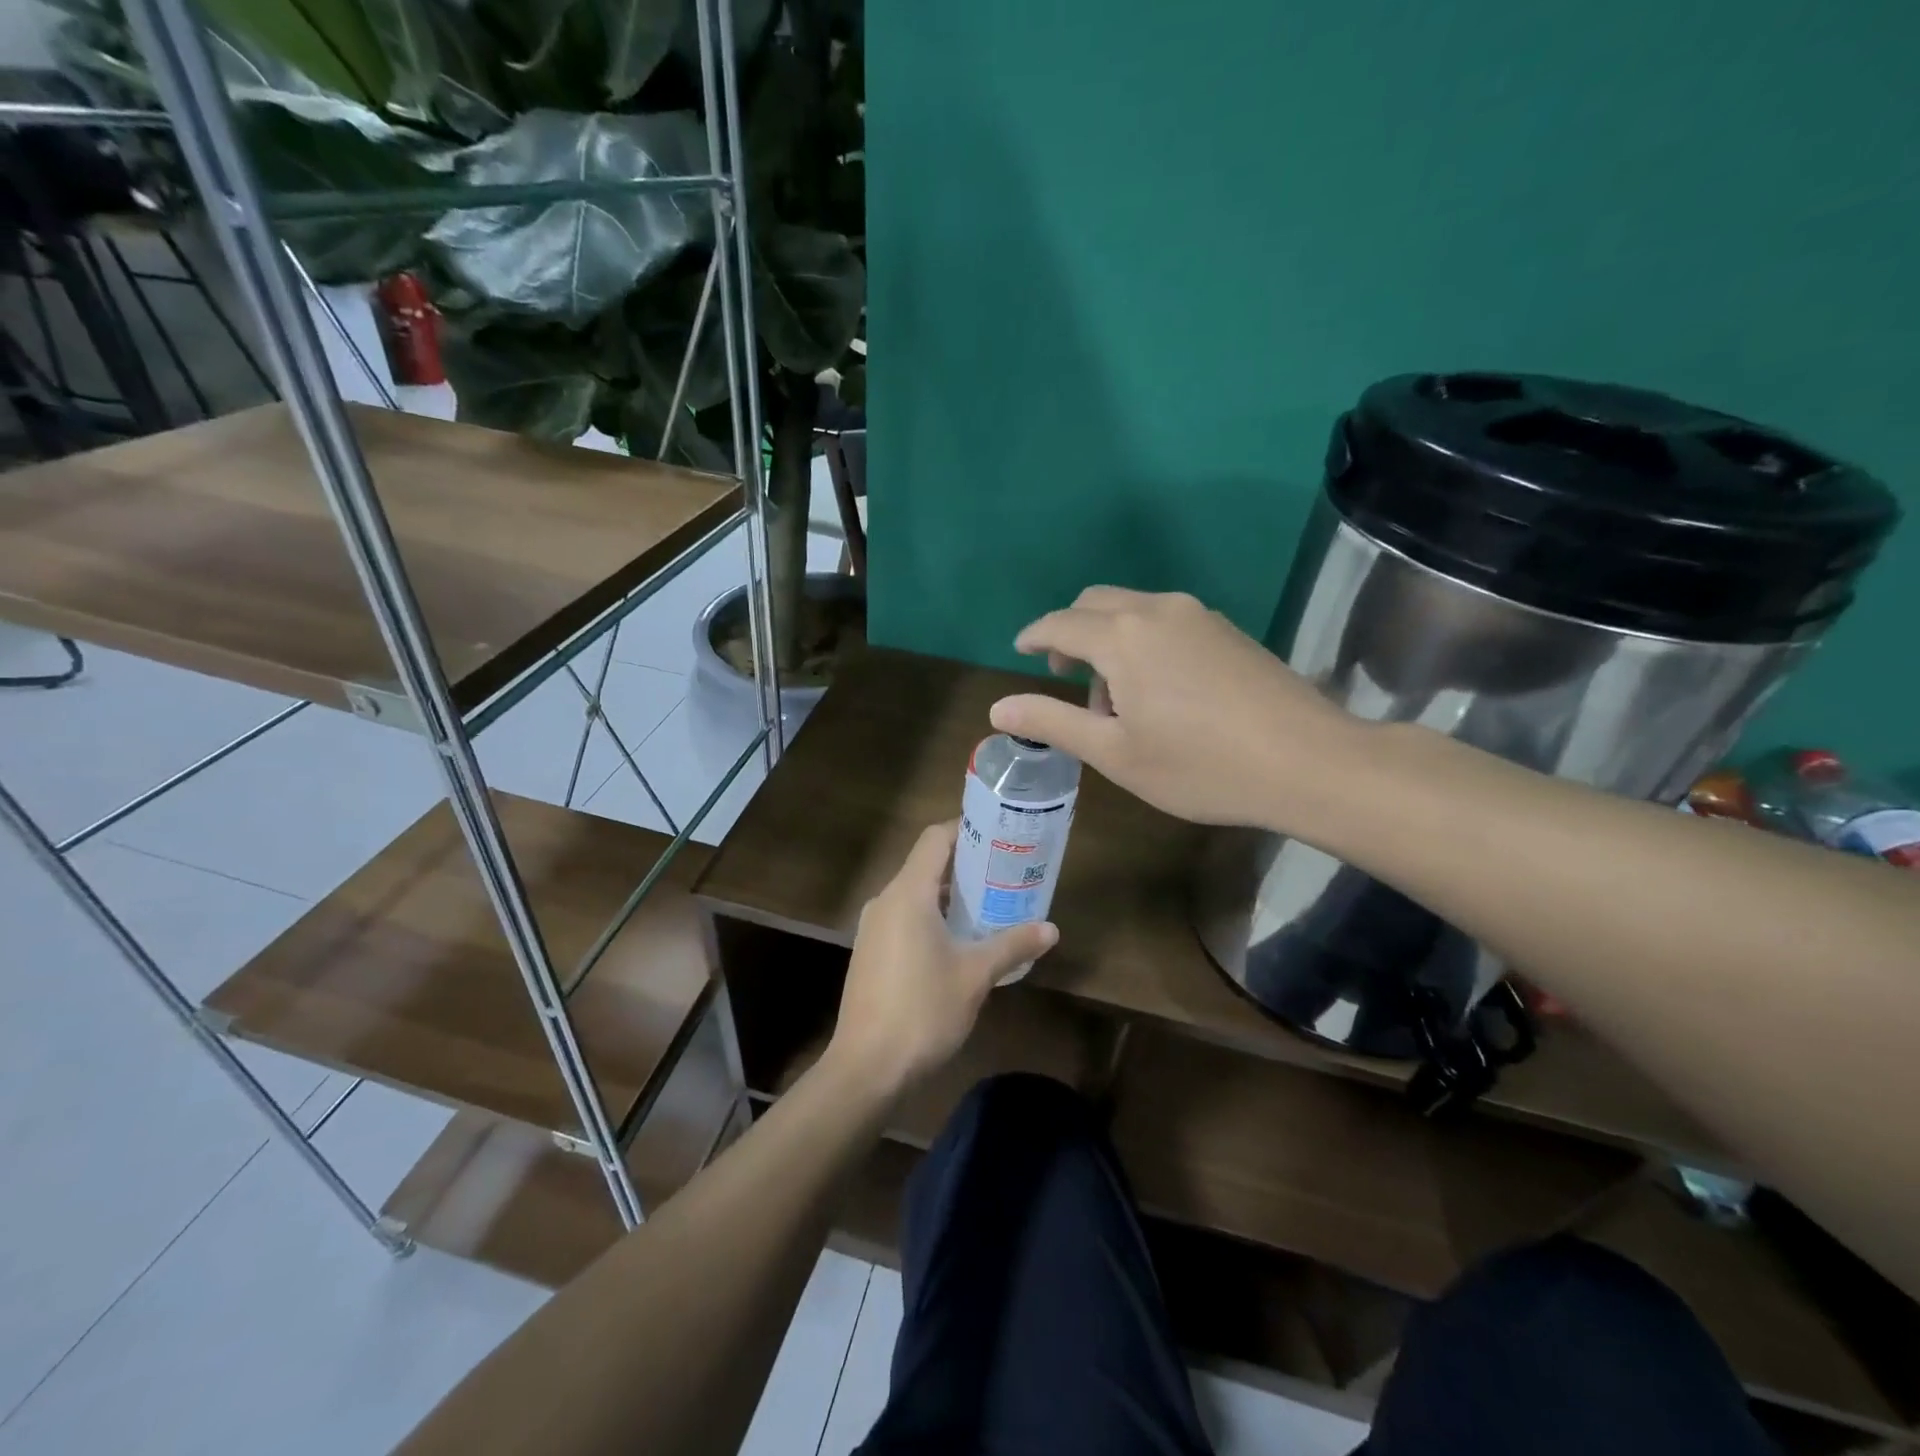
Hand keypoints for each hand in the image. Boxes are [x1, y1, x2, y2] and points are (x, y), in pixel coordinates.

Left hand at [827, 821, 1057, 1099]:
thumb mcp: (976, 976)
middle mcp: (885, 901)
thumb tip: (1051, 929)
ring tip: (989, 908)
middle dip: (966, 867)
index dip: (966, 830)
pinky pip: (904, 918)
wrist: (867, 1067)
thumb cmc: (923, 1010)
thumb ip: (1012, 945)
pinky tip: (958, 943)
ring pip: (915, 894)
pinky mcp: (870, 952)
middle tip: (1005, 875)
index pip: (935, 839)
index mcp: (908, 893)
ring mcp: (873, 928)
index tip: (999, 838)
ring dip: (950, 897)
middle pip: (926, 865)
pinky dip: (931, 918)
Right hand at [990, 587, 1360, 832]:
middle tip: (1064, 677)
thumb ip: (1052, 723)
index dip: (1034, 636)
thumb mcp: (1114, 753)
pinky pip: (1165, 619)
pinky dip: (1141, 640)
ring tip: (1115, 698)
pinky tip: (1159, 689)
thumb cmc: (1200, 765)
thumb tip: (998, 709)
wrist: (1308, 761)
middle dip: (1070, 633)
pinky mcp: (1227, 630)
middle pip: (1095, 603)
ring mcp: (1198, 615)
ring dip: (1108, 638)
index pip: (1060, 624)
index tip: (1020, 652)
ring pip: (1132, 609)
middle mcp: (1157, 610)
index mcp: (1122, 636)